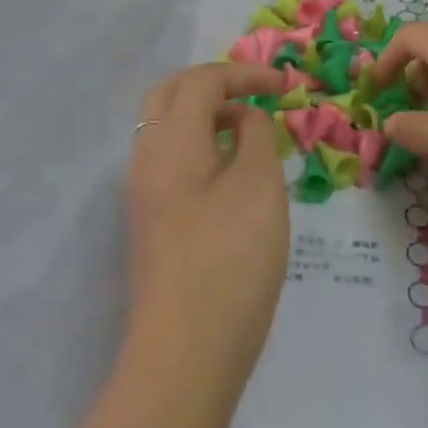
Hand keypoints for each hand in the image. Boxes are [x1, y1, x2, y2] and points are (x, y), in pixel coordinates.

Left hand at [123, 62, 288, 381]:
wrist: (185, 354)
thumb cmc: (229, 262)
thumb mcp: (259, 187)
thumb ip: (255, 137)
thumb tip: (244, 118)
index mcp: (169, 141)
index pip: (201, 81)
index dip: (244, 73)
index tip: (285, 85)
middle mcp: (146, 158)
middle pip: (170, 94)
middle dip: (215, 84)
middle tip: (257, 95)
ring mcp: (143, 192)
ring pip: (166, 127)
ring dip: (206, 114)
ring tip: (250, 130)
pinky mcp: (151, 221)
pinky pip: (171, 159)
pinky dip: (201, 144)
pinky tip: (233, 171)